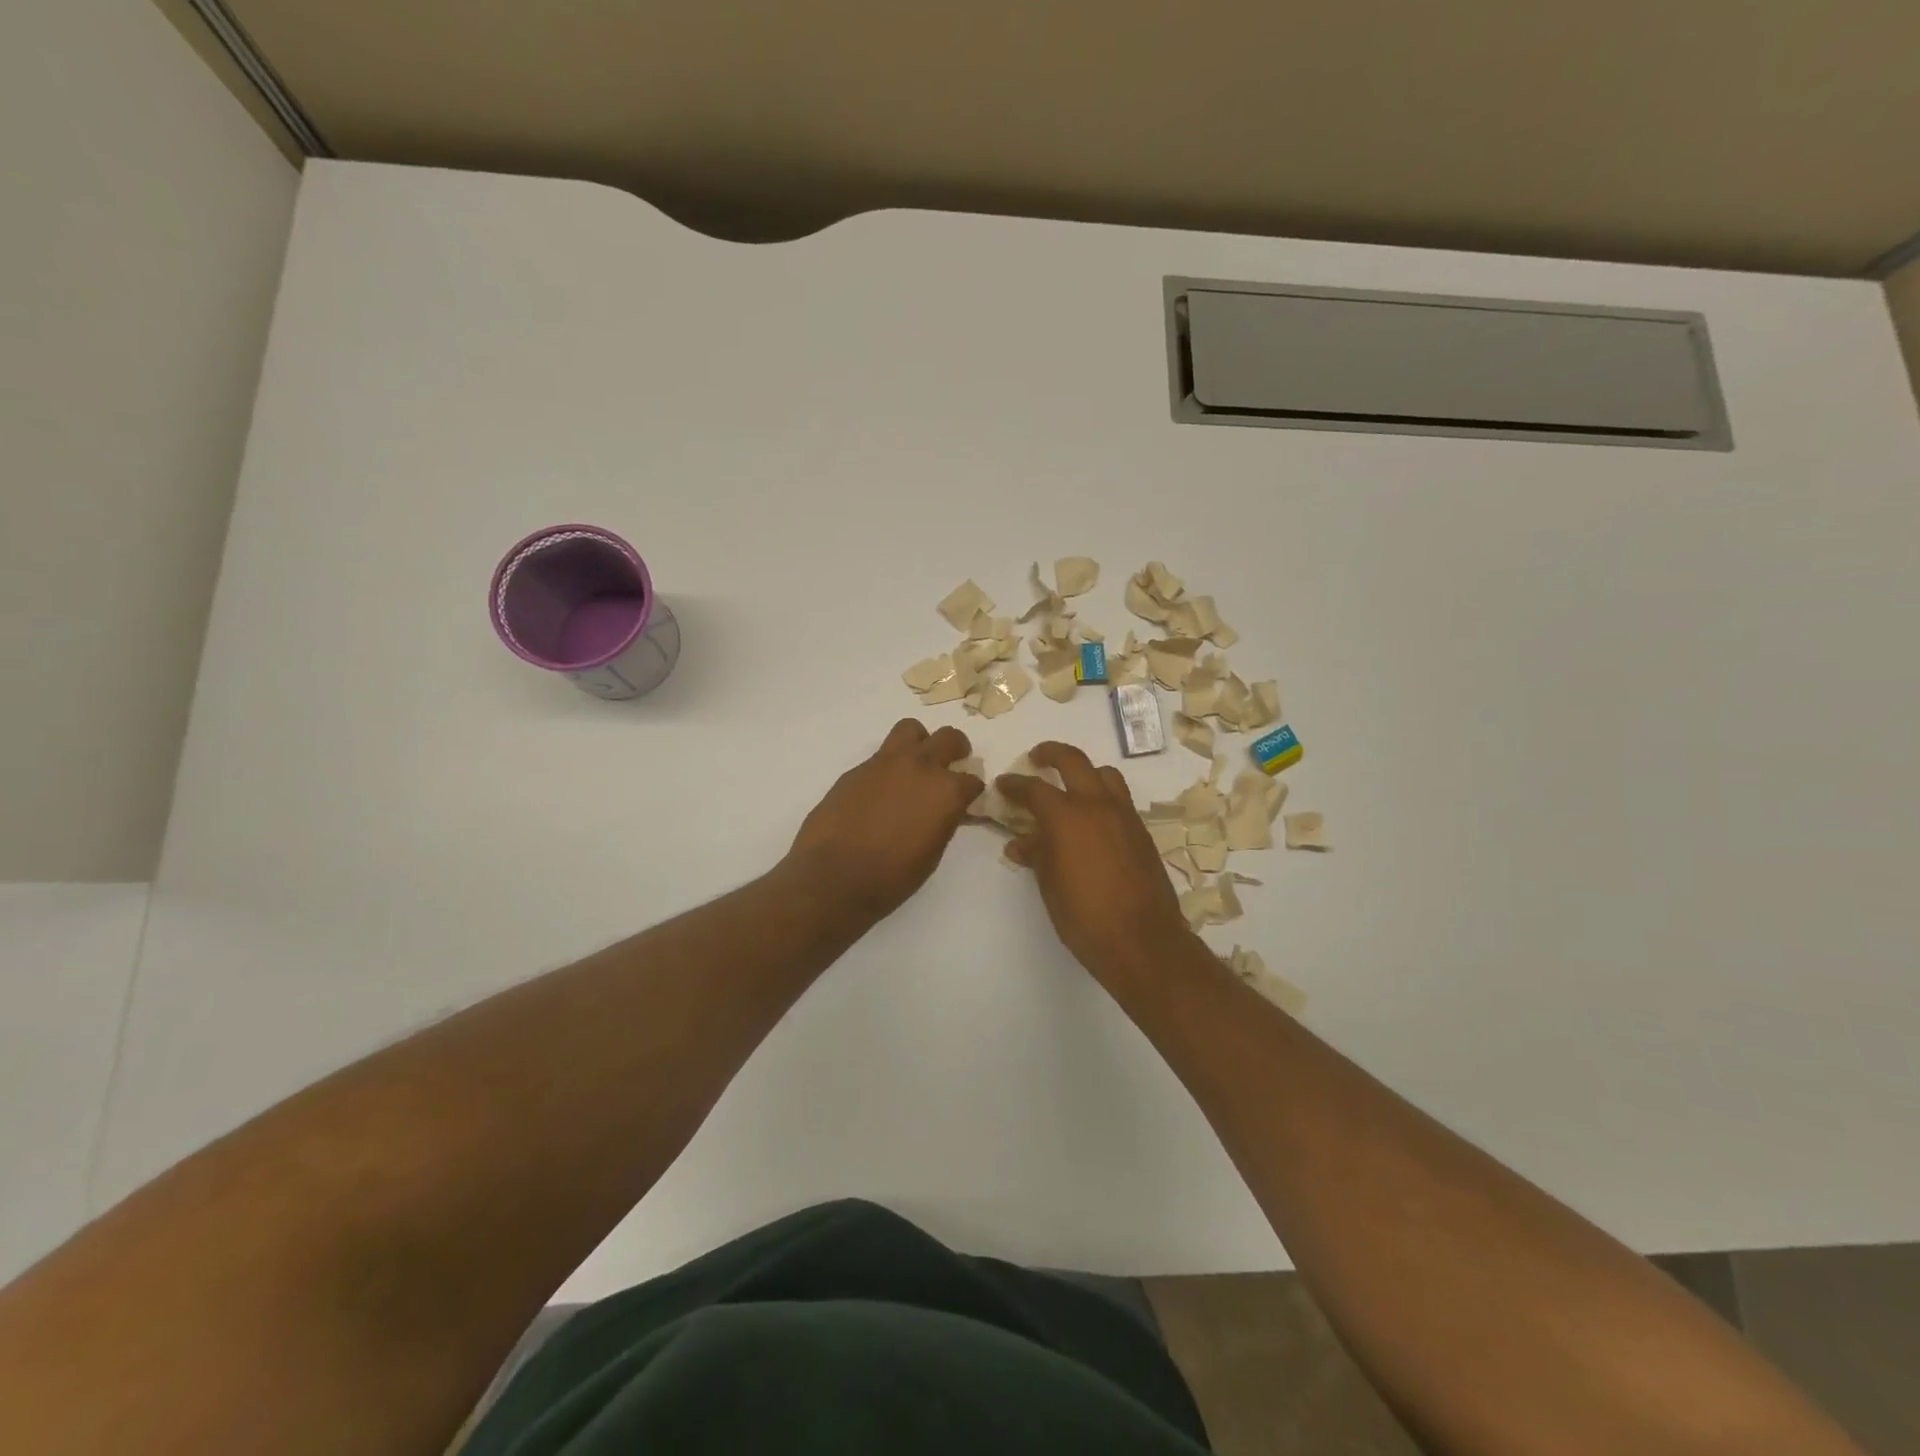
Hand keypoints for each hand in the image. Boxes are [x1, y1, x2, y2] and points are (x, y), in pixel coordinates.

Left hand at [784, 719, 983, 922]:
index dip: (971, 790)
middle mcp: (920, 767)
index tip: (967, 799)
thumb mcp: (932, 854)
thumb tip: (942, 811)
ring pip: (910, 729)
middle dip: (956, 748)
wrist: (833, 876)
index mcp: (945, 791)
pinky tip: (881, 791)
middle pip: (948, 738)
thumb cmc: (891, 877)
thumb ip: (942, 822)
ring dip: (919, 741)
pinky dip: (888, 766)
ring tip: (916, 762)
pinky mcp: (856, 769)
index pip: (972, 780)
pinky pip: (880, 756)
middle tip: (954, 761)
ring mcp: (885, 763)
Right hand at [999, 742, 1196, 987]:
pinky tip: (1091, 820)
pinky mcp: (1141, 832)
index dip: (1014, 784)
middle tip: (1036, 758)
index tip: (1002, 784)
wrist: (1142, 940)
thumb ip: (1036, 854)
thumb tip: (1021, 842)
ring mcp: (1124, 816)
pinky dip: (1102, 796)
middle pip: (1073, 761)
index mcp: (1067, 816)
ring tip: (1070, 785)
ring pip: (1105, 775)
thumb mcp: (1050, 885)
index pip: (1034, 788)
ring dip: (1084, 772)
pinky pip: (1119, 799)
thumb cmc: (1084, 916)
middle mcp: (1097, 805)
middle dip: (1051, 753)